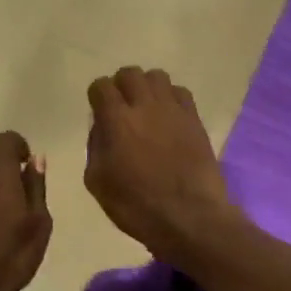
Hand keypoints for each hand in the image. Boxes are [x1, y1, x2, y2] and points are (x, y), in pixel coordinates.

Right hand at [85, 67, 242, 261]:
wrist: (189, 217)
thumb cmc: (137, 206)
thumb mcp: (98, 183)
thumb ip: (95, 147)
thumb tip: (102, 128)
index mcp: (116, 120)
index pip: (101, 86)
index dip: (97, 96)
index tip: (98, 111)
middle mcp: (145, 106)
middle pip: (130, 73)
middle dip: (121, 86)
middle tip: (121, 108)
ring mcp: (174, 110)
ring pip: (157, 76)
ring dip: (147, 88)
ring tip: (146, 110)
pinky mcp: (195, 119)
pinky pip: (181, 92)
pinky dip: (171, 98)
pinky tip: (169, 118)